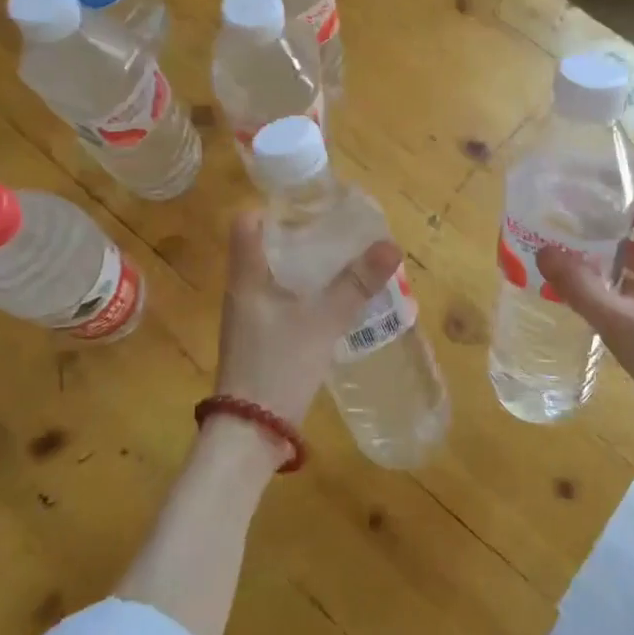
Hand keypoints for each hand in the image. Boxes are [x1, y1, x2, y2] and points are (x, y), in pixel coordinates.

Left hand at [214, 211, 403, 452]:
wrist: (250, 431)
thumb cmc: (279, 365)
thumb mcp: (323, 320)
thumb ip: (356, 283)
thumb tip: (390, 245)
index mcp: (247, 276)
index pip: (247, 223)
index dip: (273, 207)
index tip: (309, 203)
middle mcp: (243, 290)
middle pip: (266, 246)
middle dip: (300, 234)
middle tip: (337, 228)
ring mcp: (249, 316)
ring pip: (276, 274)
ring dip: (304, 264)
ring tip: (342, 257)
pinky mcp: (260, 338)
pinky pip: (281, 299)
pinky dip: (304, 290)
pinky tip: (332, 298)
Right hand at [539, 177, 633, 453]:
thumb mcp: (622, 325)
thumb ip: (581, 289)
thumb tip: (543, 250)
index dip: (625, 175)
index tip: (586, 173)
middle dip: (604, 206)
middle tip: (563, 208)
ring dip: (608, 239)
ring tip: (567, 242)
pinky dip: (616, 267)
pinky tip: (590, 284)